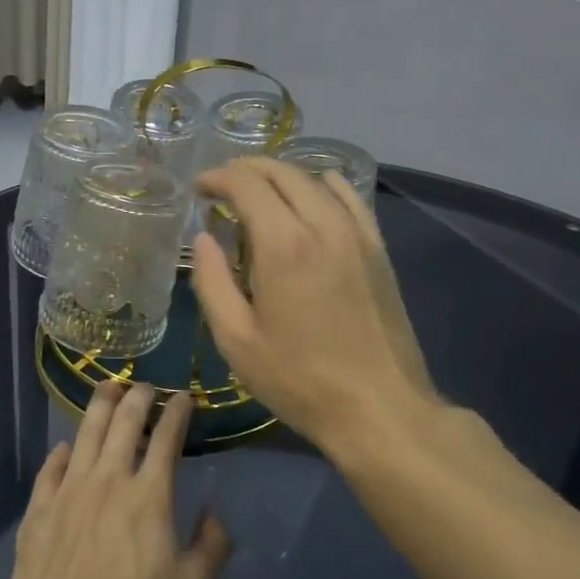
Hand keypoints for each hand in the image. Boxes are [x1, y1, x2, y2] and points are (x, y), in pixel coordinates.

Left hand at [2, 382, 233, 578]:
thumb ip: (212, 546)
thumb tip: (215, 515)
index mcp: (148, 493)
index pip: (167, 435)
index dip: (177, 410)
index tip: (184, 397)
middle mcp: (108, 478)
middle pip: (124, 420)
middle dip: (139, 396)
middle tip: (146, 387)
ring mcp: (69, 490)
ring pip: (86, 432)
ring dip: (100, 405)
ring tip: (107, 388)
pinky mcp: (39, 508)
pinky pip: (51, 467)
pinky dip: (63, 451)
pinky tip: (67, 447)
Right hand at [191, 158, 438, 455]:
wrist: (380, 408)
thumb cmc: (299, 379)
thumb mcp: (237, 340)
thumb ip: (212, 282)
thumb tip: (204, 238)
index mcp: (283, 244)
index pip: (247, 184)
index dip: (218, 178)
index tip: (199, 189)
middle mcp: (323, 224)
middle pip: (282, 172)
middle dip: (246, 170)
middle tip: (222, 187)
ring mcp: (357, 234)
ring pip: (315, 180)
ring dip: (281, 177)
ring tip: (260, 194)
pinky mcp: (378, 249)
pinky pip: (351, 198)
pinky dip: (324, 186)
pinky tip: (313, 196)